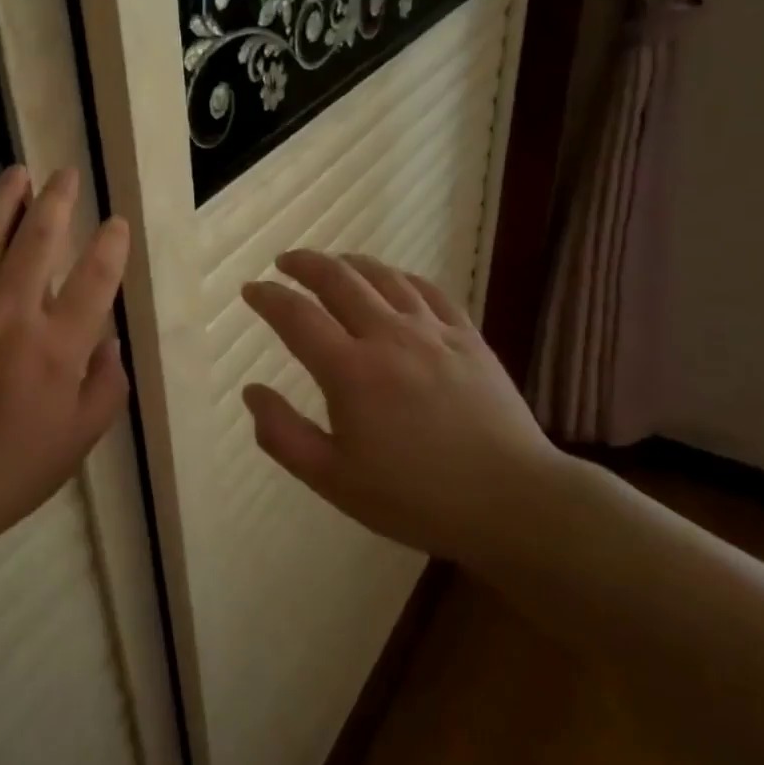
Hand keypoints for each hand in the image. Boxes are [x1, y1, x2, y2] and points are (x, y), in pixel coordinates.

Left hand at [0, 165, 130, 573]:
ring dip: (4, 199)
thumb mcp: (79, 441)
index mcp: (57, 346)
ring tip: (18, 172)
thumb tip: (110, 340)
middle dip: (58, 200)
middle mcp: (10, 314)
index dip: (111, 243)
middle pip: (40, 239)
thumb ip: (106, 386)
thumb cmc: (9, 471)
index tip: (115, 222)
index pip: (96, 277)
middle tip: (65, 175)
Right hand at [240, 251, 557, 562]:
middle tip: (284, 262)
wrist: (513, 501)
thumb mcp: (333, 480)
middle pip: (338, 280)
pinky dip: (399, 276)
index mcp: (350, 371)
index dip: (268, 297)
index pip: (296, 316)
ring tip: (332, 262)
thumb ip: (283, 435)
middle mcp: (388, 336)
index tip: (250, 290)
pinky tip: (392, 280)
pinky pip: (427, 290)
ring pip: (383, 276)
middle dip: (305, 264)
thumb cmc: (415, 497)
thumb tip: (251, 392)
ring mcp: (433, 331)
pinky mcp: (468, 337)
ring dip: (349, 263)